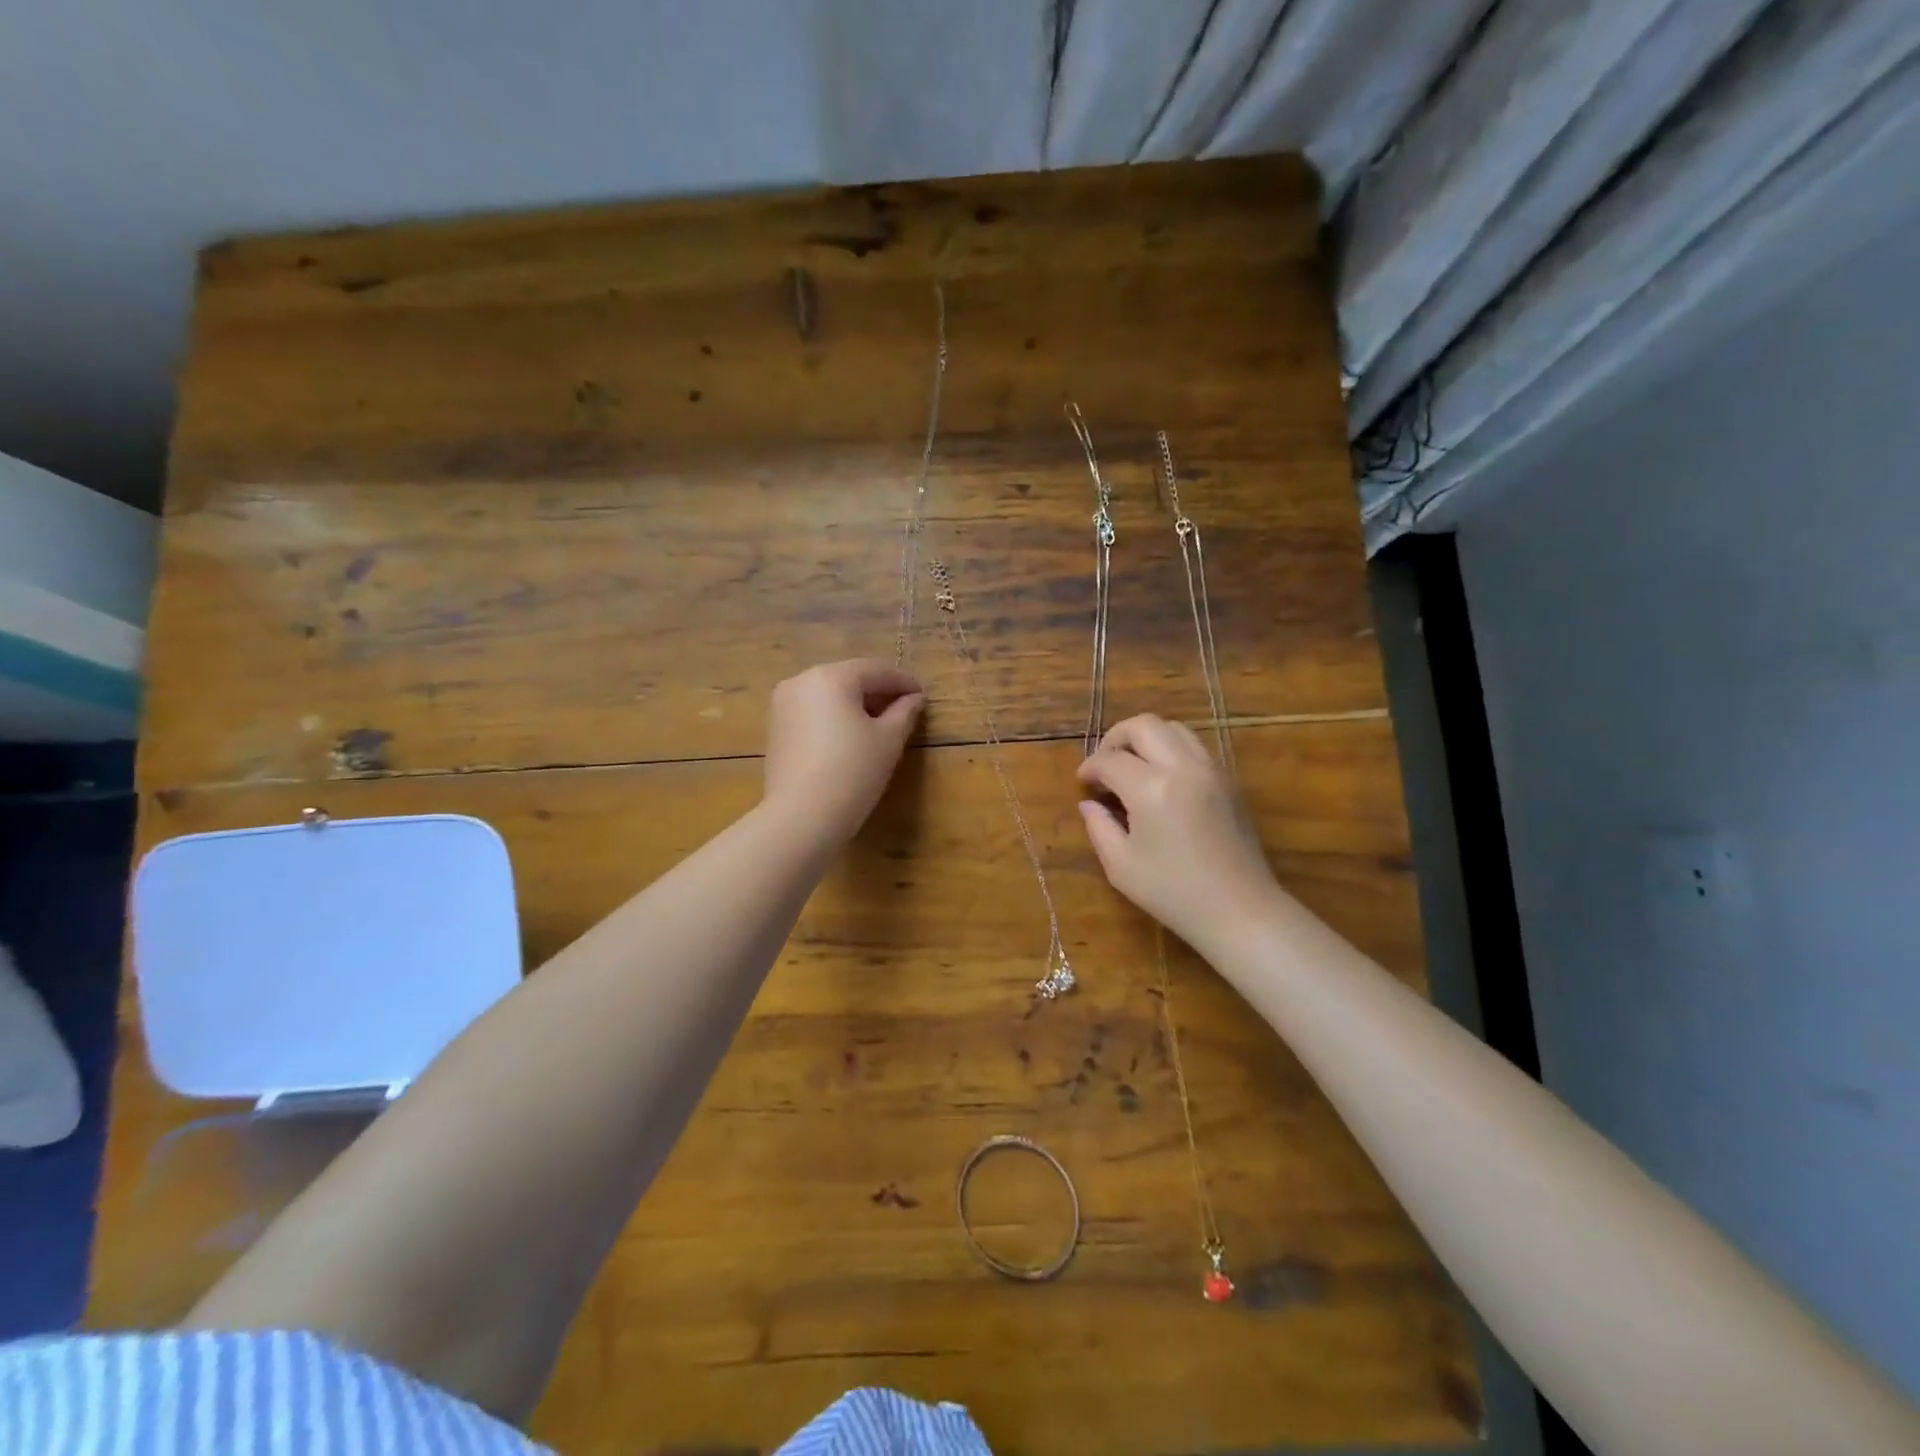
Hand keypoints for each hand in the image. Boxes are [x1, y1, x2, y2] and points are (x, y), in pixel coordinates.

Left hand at [762, 659, 924, 844]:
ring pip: (829, 695)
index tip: (923, 696)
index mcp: (830, 676)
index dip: (903, 681)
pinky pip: (813, 713)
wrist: (801, 817)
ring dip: (856, 705)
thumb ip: (904, 712)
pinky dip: (835, 718)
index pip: (875, 670)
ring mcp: (782, 705)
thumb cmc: (852, 772)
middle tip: (905, 709)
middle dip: (878, 692)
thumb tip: (914, 698)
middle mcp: (801, 681)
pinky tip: (852, 737)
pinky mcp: (776, 729)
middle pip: (849, 678)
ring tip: (881, 724)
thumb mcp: (888, 740)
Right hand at [1077, 714, 1275, 947]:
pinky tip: (1161, 780)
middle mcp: (1182, 767)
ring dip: (1146, 739)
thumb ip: (1099, 827)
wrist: (1239, 910)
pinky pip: (1194, 746)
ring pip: (1173, 728)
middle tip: (1104, 766)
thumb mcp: (1122, 866)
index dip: (1090, 768)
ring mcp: (1211, 770)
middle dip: (1115, 738)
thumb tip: (1089, 803)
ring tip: (1133, 767)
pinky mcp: (1228, 780)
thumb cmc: (1173, 893)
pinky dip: (1171, 750)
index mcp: (1151, 788)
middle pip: (1143, 725)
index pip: (1110, 760)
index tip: (1083, 784)